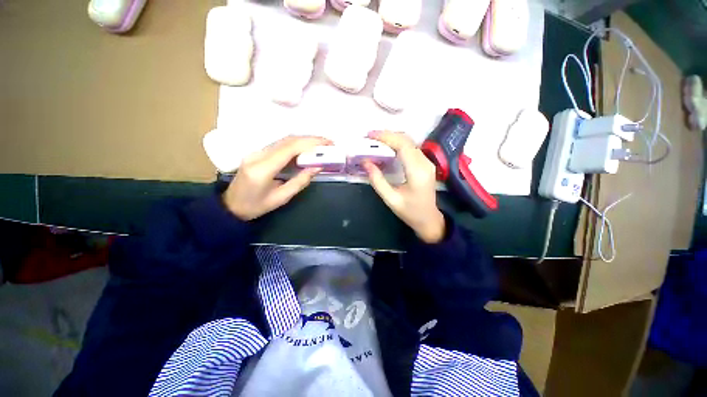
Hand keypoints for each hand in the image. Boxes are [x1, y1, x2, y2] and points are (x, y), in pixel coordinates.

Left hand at [224, 136, 329, 220]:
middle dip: (310, 139)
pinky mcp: (257, 152)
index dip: (310, 143)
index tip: (327, 143)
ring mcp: (256, 152)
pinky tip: (306, 148)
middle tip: (328, 142)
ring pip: (283, 140)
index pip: (289, 148)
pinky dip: (296, 144)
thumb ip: (300, 181)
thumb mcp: (281, 198)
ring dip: (304, 140)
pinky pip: (279, 144)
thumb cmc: (256, 206)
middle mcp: (258, 155)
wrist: (231, 206)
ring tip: (321, 144)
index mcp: (263, 169)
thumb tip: (317, 167)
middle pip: (287, 140)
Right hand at [364, 131, 445, 243]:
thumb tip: (366, 162)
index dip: (386, 137)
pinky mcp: (426, 164)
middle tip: (370, 136)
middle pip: (406, 140)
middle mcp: (425, 163)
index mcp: (417, 172)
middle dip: (387, 135)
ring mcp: (427, 162)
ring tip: (376, 140)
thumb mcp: (391, 199)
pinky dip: (398, 144)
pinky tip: (388, 147)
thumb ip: (378, 181)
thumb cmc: (410, 212)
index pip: (402, 146)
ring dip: (393, 138)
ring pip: (409, 142)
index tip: (370, 135)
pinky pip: (411, 148)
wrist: (429, 219)